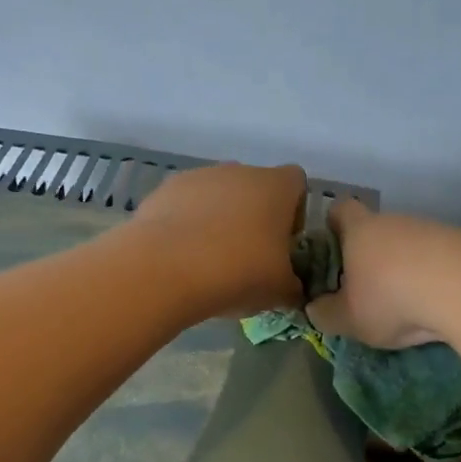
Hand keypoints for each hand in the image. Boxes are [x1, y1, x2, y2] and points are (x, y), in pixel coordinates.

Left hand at [130, 162, 307, 317]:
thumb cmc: (238, 273)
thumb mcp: (280, 291)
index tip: (283, 243)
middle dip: (253, 219)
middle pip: (254, 189)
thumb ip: (293, 285)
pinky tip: (181, 257)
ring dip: (218, 221)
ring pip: (217, 196)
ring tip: (208, 261)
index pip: (296, 184)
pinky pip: (185, 206)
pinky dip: (186, 226)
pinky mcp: (163, 191)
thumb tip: (291, 288)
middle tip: (247, 258)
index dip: (294, 213)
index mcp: (275, 186)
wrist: (166, 269)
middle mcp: (239, 171)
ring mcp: (198, 177)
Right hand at [308, 199, 460, 347]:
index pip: (340, 210)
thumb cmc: (390, 298)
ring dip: (403, 267)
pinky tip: (434, 302)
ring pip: (408, 244)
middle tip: (364, 289)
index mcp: (360, 230)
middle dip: (369, 255)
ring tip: (404, 302)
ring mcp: (432, 229)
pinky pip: (437, 257)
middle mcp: (395, 221)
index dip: (332, 225)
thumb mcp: (348, 318)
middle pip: (376, 229)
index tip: (330, 247)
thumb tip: (314, 308)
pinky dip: (431, 276)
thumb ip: (325, 314)